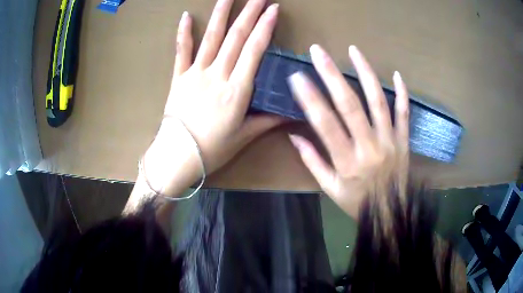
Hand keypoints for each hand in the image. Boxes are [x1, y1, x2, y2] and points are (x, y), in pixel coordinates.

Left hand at [141, 0, 281, 196]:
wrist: (177, 156)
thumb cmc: (212, 149)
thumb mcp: (244, 137)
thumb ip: (268, 120)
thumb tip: (292, 112)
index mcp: (236, 90)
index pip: (254, 50)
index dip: (265, 27)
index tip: (273, 10)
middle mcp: (216, 75)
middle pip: (235, 37)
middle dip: (249, 13)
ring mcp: (195, 73)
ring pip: (210, 38)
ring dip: (221, 14)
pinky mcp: (179, 77)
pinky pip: (181, 51)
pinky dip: (183, 33)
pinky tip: (186, 16)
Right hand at [287, 45, 408, 218]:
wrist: (390, 213)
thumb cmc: (357, 202)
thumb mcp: (330, 188)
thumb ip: (312, 161)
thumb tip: (294, 136)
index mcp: (347, 161)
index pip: (325, 124)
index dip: (310, 98)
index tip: (297, 77)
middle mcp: (369, 146)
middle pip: (350, 105)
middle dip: (332, 75)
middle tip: (319, 51)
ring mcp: (390, 140)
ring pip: (378, 101)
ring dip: (366, 73)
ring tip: (354, 50)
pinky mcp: (403, 140)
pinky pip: (404, 113)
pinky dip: (402, 93)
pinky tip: (396, 74)